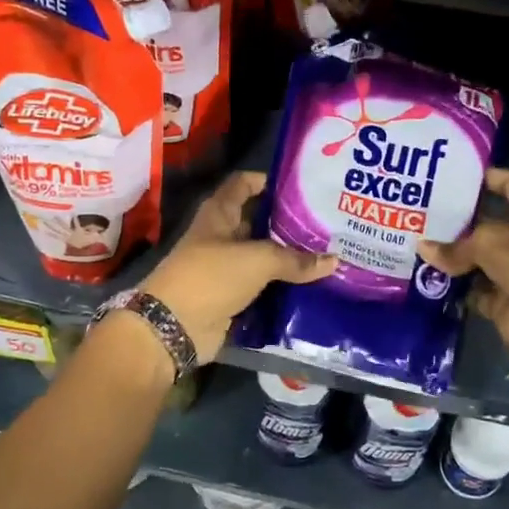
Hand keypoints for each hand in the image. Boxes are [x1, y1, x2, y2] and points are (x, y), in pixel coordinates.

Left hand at [139, 171, 337, 361]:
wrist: (174, 327)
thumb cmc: (210, 277)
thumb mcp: (257, 260)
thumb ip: (295, 260)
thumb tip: (334, 260)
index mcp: (219, 214)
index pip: (244, 184)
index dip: (268, 181)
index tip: (302, 186)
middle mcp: (221, 237)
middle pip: (258, 222)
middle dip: (288, 223)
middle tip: (327, 224)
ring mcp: (225, 269)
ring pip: (263, 258)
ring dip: (289, 259)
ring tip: (328, 255)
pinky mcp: (231, 297)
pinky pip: (262, 287)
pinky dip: (282, 288)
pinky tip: (312, 287)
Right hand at [418, 168, 508, 360]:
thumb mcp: (490, 240)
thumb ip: (456, 245)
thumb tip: (424, 248)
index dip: (492, 177)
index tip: (461, 172)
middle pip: (489, 224)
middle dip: (460, 218)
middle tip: (424, 209)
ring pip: (477, 258)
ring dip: (452, 254)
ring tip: (416, 239)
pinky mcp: (502, 301)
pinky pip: (471, 289)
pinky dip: (453, 286)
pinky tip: (424, 274)